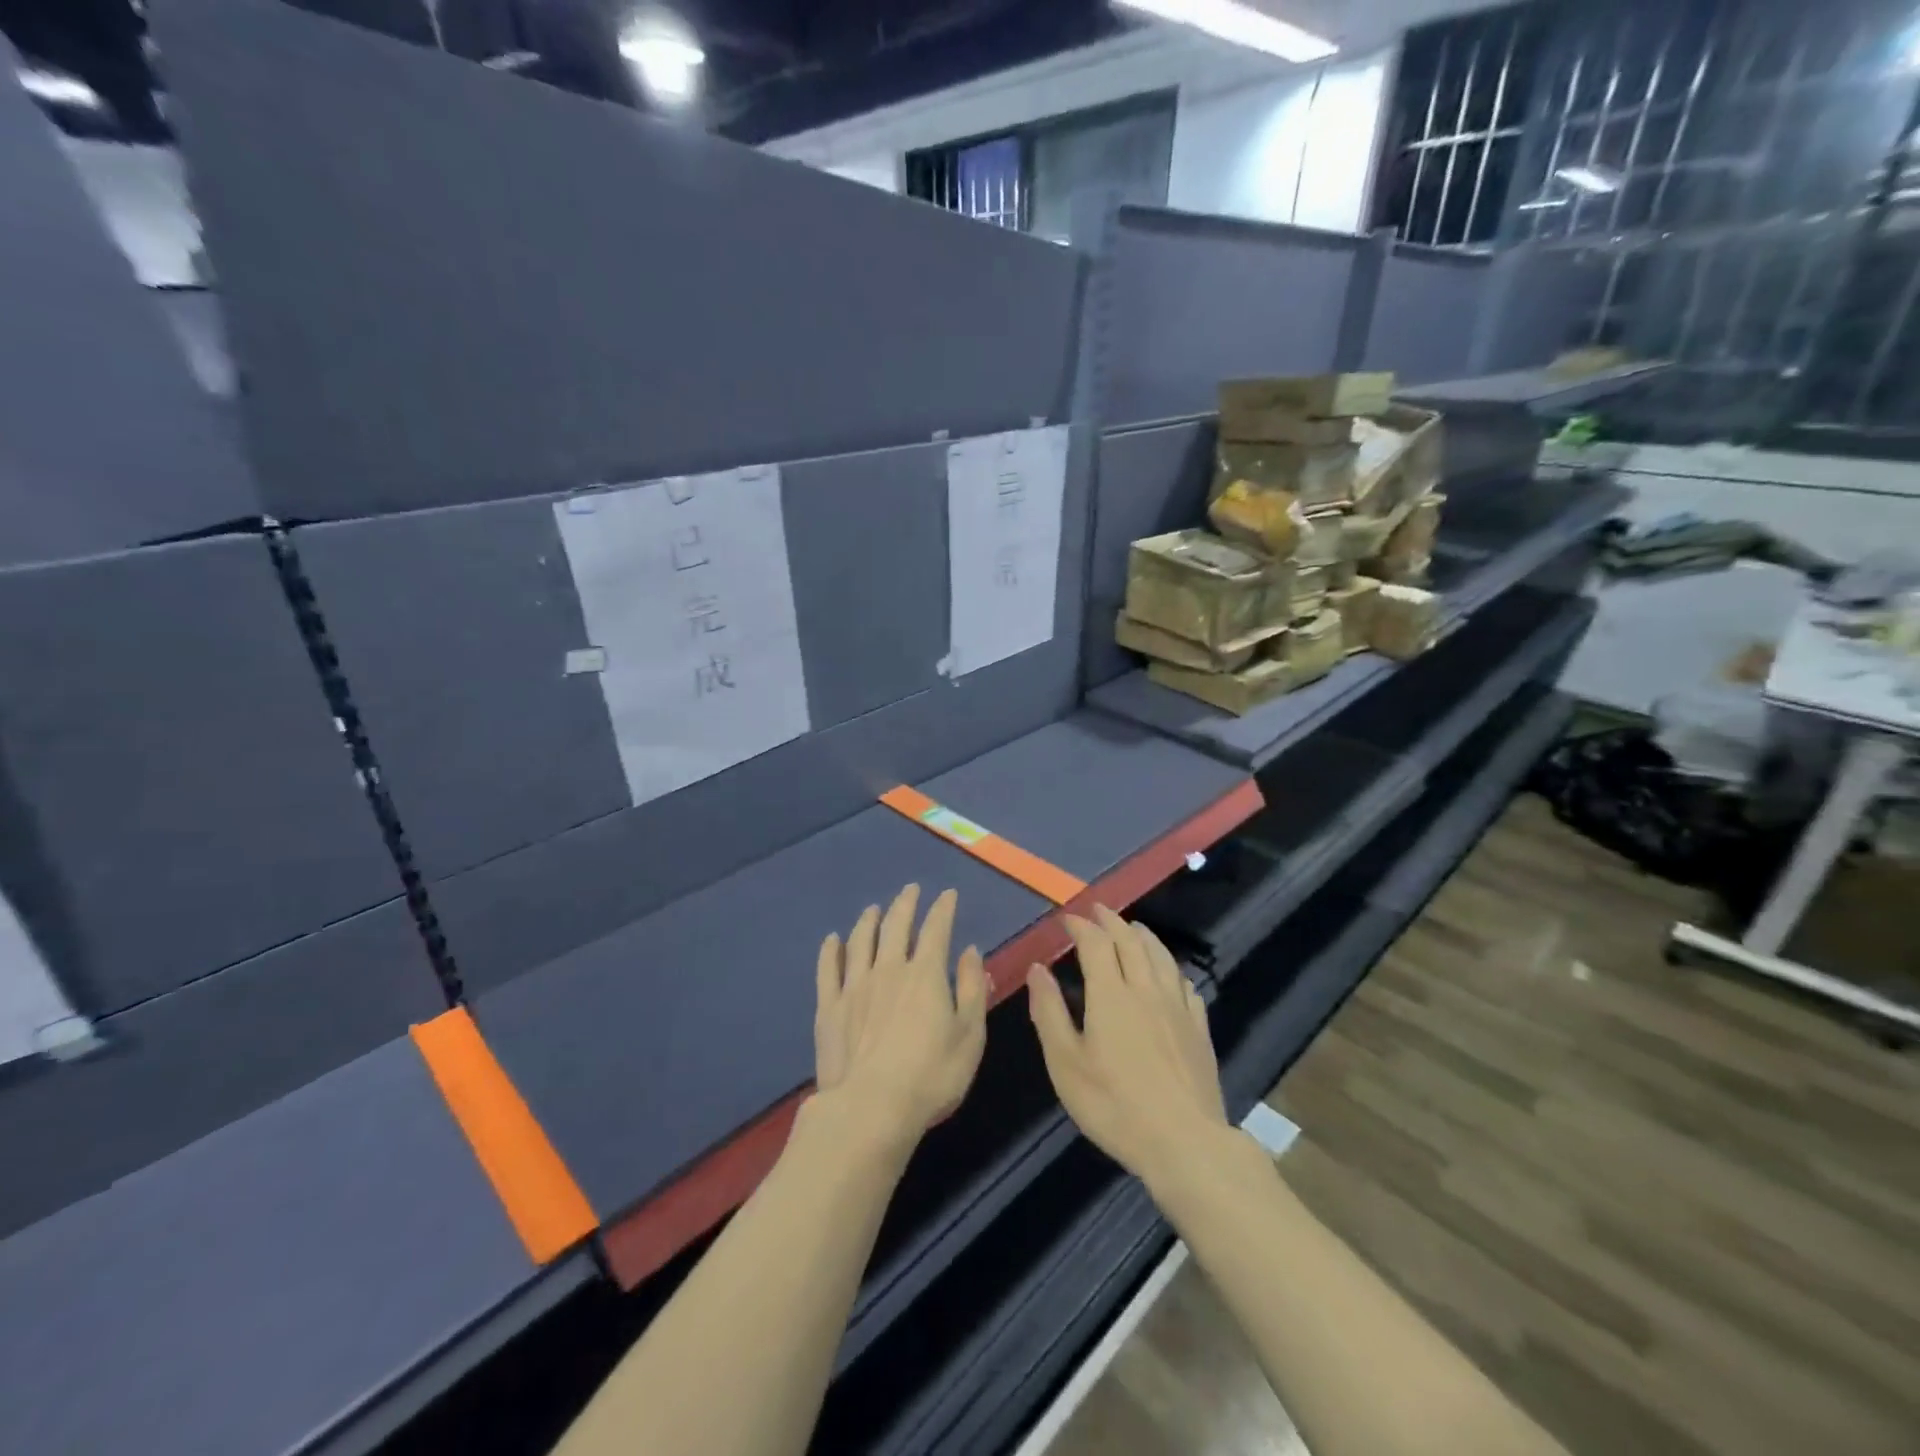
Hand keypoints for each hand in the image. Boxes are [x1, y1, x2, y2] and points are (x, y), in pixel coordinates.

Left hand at [814, 885, 987, 1149]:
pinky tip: (832, 940)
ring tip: (873, 909)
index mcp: (925, 973)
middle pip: (896, 926)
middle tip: (910, 890)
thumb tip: (970, 950)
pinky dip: (830, 951)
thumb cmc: (932, 1075)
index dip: (943, 909)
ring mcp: (854, 986)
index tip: (947, 895)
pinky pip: (828, 969)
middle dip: (905, 904)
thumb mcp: (970, 1034)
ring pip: (860, 941)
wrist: (871, 1108)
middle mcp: (888, 969)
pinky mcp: (829, 1007)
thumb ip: (972, 988)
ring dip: (868, 921)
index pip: (936, 929)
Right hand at [1027, 905, 1230, 1190]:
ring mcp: (1177, 1008)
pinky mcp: (1198, 1029)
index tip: (1066, 919)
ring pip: (1161, 957)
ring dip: (1143, 936)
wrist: (1184, 1142)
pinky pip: (1185, 984)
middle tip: (1098, 911)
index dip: (1080, 926)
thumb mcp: (1065, 1064)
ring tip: (1133, 928)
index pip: (1095, 944)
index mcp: (1110, 994)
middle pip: (1130, 942)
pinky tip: (1169, 974)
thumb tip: (1038, 969)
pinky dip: (1171, 969)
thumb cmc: (1114, 1105)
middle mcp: (1146, 989)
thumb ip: (1049, 1012)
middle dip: (1111, 921)